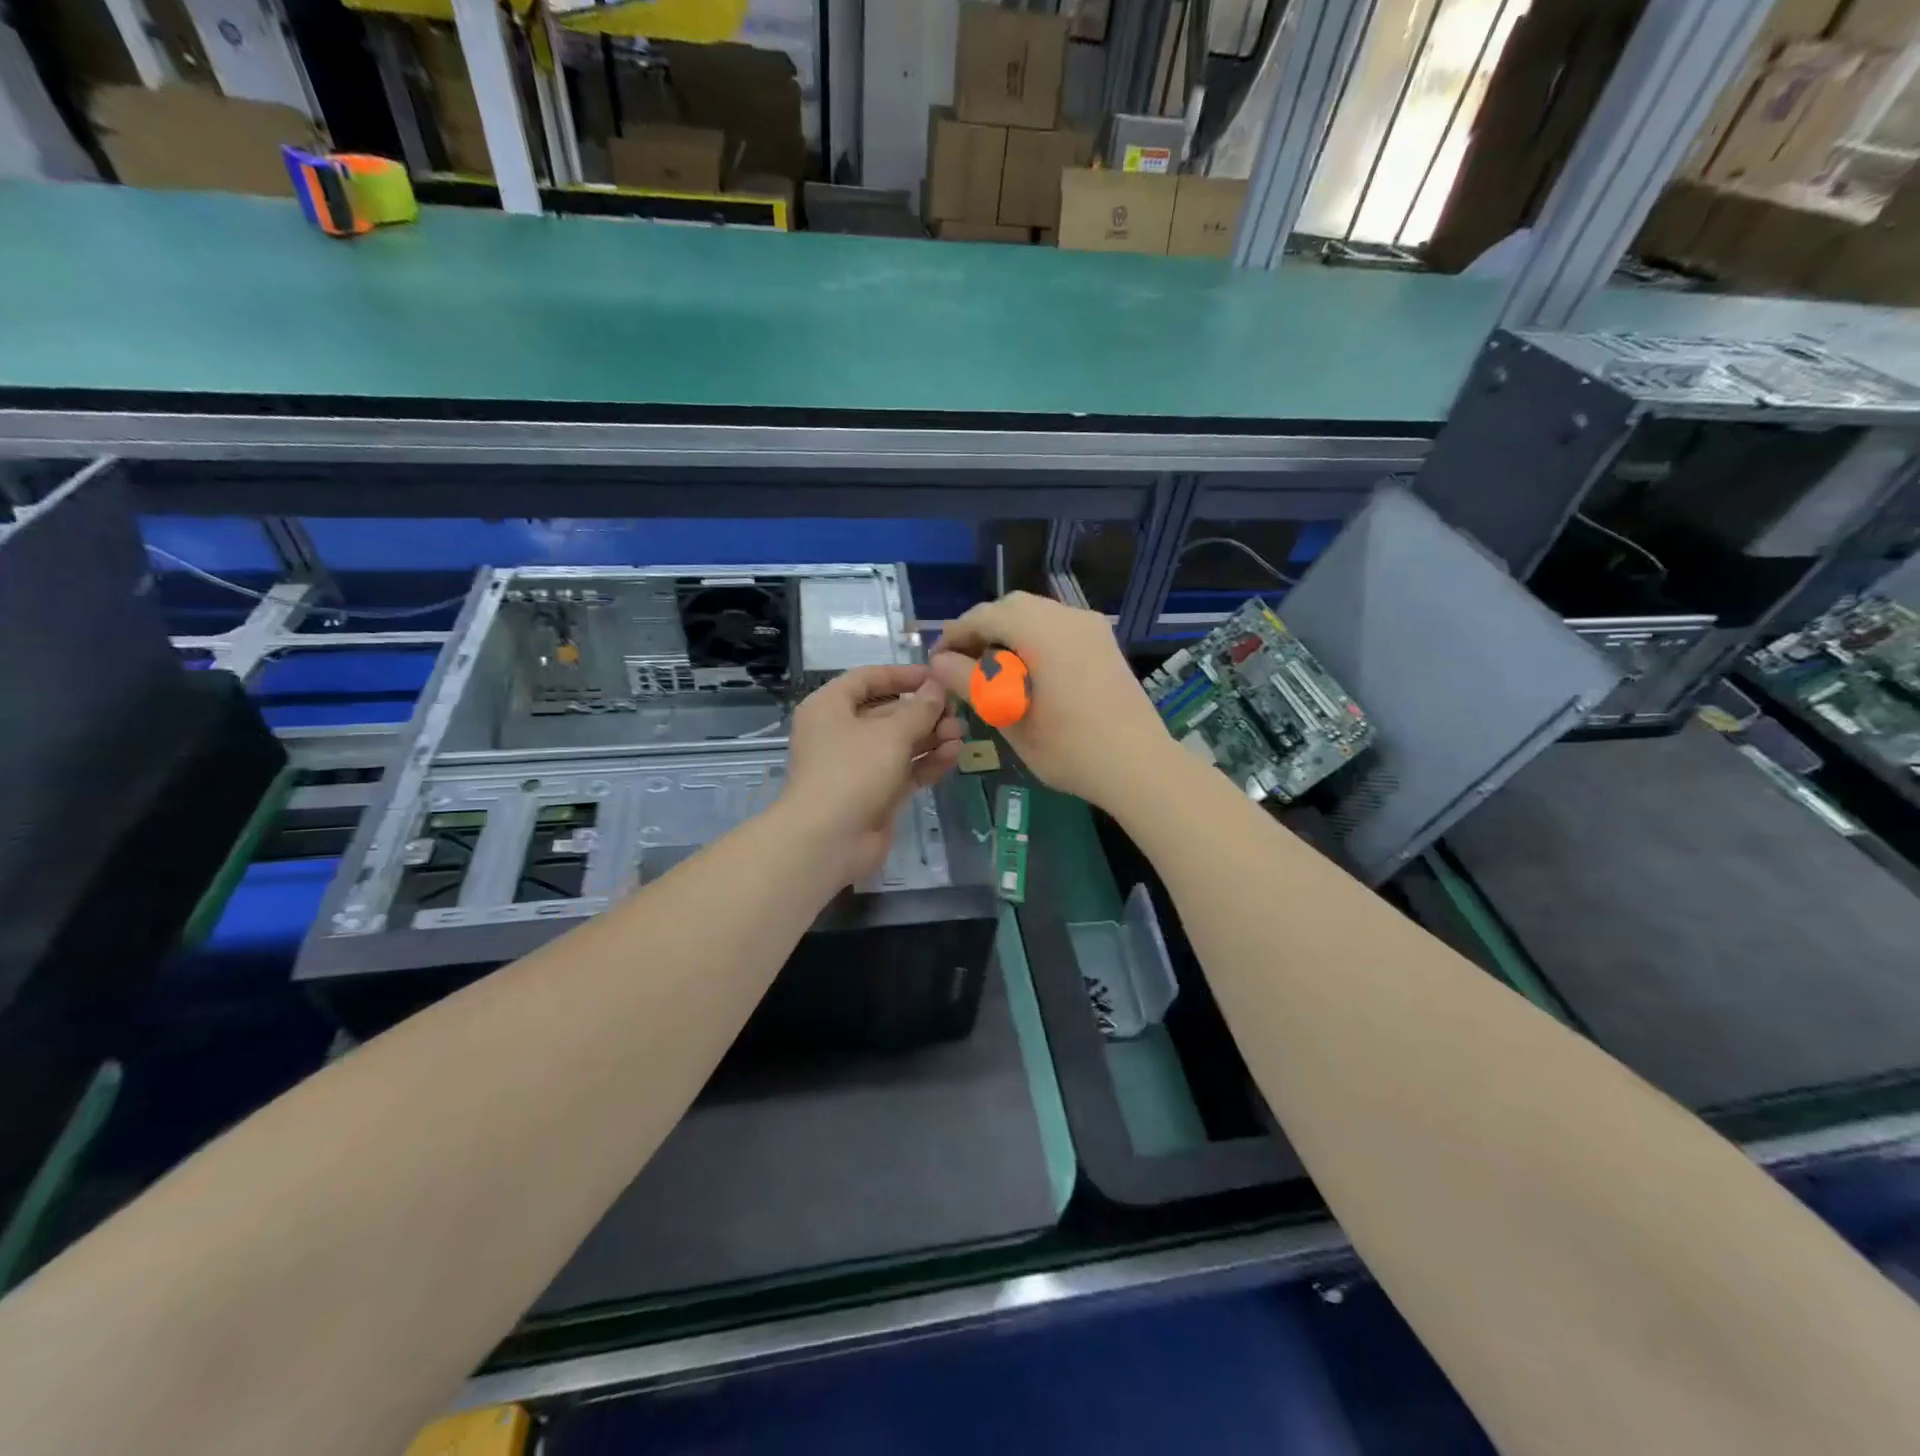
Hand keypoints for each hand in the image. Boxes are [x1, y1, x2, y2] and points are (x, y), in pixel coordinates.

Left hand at [779, 664, 965, 884]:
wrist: (828, 840)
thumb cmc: (852, 771)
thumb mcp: (891, 734)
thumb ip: (920, 709)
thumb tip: (938, 688)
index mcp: (830, 707)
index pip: (867, 679)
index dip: (902, 675)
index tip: (936, 676)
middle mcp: (841, 732)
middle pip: (888, 712)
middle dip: (924, 711)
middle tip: (957, 712)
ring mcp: (858, 765)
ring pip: (899, 743)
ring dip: (930, 737)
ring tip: (960, 736)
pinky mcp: (875, 793)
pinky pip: (904, 769)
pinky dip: (926, 762)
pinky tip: (953, 755)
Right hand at [927, 592, 1172, 810]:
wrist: (1139, 766)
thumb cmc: (1069, 749)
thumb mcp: (1010, 718)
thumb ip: (971, 683)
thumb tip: (939, 662)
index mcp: (1043, 632)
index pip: (985, 616)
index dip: (955, 635)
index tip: (937, 661)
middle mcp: (1069, 618)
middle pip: (1012, 607)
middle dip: (982, 629)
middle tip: (961, 664)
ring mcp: (1091, 628)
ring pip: (1037, 614)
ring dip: (1008, 633)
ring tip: (990, 671)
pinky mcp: (1104, 643)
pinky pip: (1059, 626)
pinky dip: (1034, 639)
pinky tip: (1025, 672)